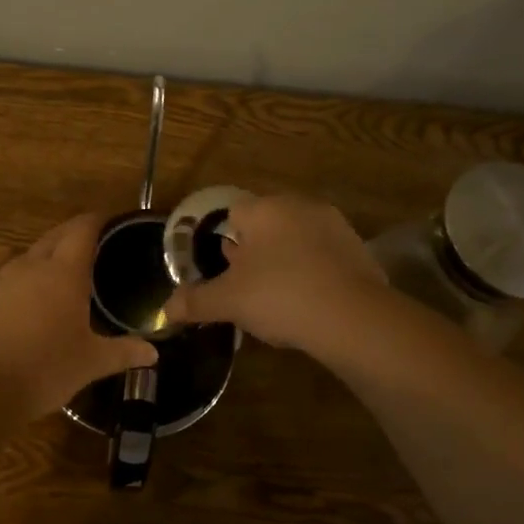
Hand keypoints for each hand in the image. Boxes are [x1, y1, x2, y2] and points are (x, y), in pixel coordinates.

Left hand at [0, 213, 158, 417]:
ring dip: (42, 262)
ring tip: (56, 278)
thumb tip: (153, 353)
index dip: (95, 221)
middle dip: (70, 235)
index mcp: (64, 274)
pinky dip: (17, 292)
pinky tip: (21, 314)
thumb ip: (122, 353)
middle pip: (52, 238)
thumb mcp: (90, 364)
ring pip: (24, 261)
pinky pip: (2, 289)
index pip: (81, 231)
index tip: (107, 220)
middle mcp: (29, 269)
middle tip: (88, 243)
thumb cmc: (44, 369)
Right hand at [162, 194, 386, 351]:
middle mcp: (299, 206)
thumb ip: (195, 301)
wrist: (353, 317)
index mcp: (263, 209)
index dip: (224, 242)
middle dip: (254, 252)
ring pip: (296, 240)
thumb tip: (165, 310)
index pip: (233, 214)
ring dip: (285, 261)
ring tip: (278, 299)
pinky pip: (323, 257)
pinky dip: (313, 273)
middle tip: (247, 288)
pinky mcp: (358, 249)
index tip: (223, 272)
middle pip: (266, 225)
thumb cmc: (280, 296)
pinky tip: (309, 303)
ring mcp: (334, 225)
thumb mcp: (228, 302)